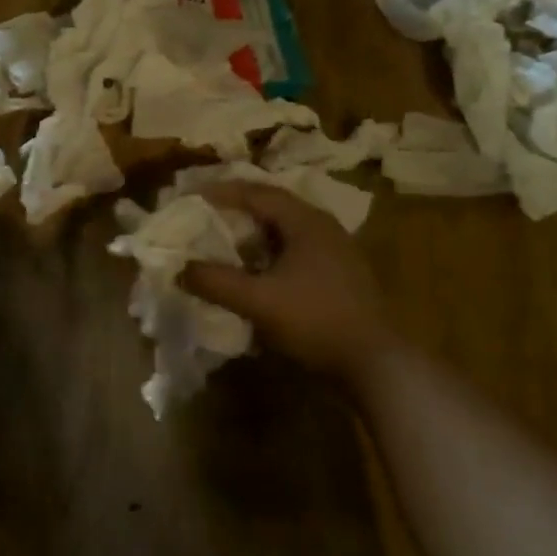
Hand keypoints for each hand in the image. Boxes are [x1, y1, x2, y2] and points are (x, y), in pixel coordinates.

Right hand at [179, 183, 396, 384]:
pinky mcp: (340, 275)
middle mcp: (323, 227)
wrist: (376, 363)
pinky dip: (270, 255)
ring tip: (225, 243)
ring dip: (254, 235)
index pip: (257, 193)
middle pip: (273, 207)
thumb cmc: (316, 320)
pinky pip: (297, 252)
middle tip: (206, 215)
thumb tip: (181, 269)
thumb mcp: (259, 301)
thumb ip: (216, 282)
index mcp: (306, 221)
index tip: (192, 196)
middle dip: (237, 210)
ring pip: (286, 231)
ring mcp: (336, 251)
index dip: (222, 192)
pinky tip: (257, 274)